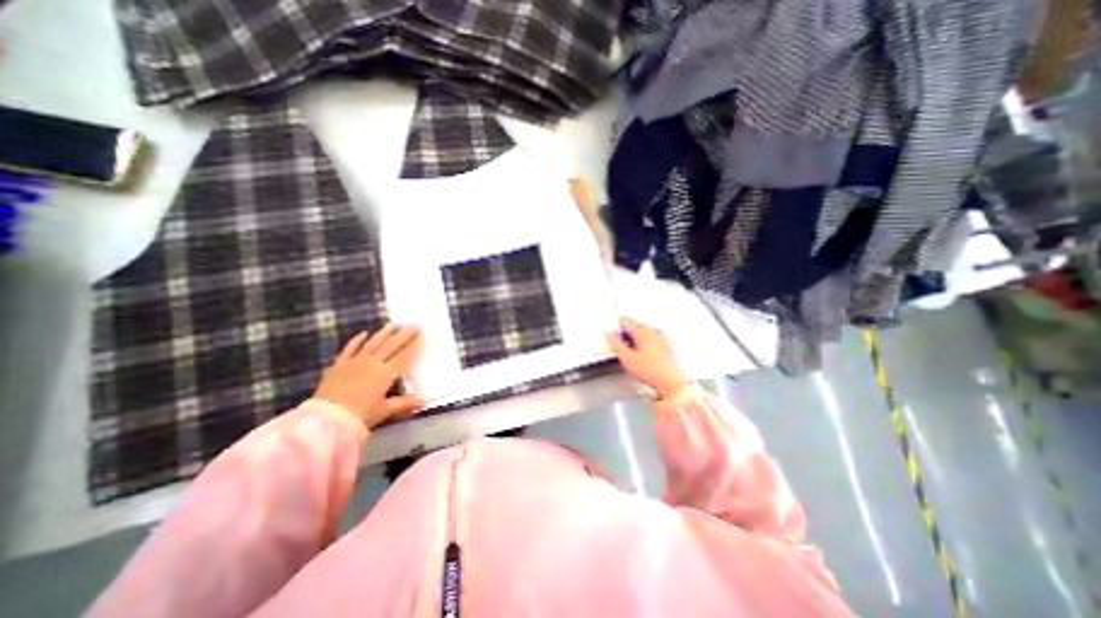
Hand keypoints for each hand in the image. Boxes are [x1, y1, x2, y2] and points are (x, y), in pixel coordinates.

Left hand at [317, 323, 426, 428]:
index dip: (414, 345)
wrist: (325, 420)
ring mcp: (355, 362)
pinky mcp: (339, 365)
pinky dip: (357, 340)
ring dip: (385, 332)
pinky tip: (364, 333)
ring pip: (373, 343)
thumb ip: (403, 403)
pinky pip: (350, 348)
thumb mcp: (384, 411)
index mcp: (386, 373)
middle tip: (414, 324)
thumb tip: (421, 400)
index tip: (422, 336)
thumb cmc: (359, 416)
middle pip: (391, 345)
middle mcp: (372, 363)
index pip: (404, 356)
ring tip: (394, 324)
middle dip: (405, 334)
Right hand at [606, 316, 689, 397]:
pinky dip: (645, 343)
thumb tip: (608, 333)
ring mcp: (662, 338)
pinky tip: (644, 354)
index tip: (613, 334)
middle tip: (621, 345)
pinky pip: (652, 339)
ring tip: (632, 351)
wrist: (671, 382)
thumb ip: (615, 344)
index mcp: (642, 331)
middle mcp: (653, 331)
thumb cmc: (649, 370)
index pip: (626, 321)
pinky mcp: (667, 346)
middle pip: (636, 326)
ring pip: (644, 332)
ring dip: (636, 338)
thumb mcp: (626, 358)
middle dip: (627, 333)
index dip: (617, 326)